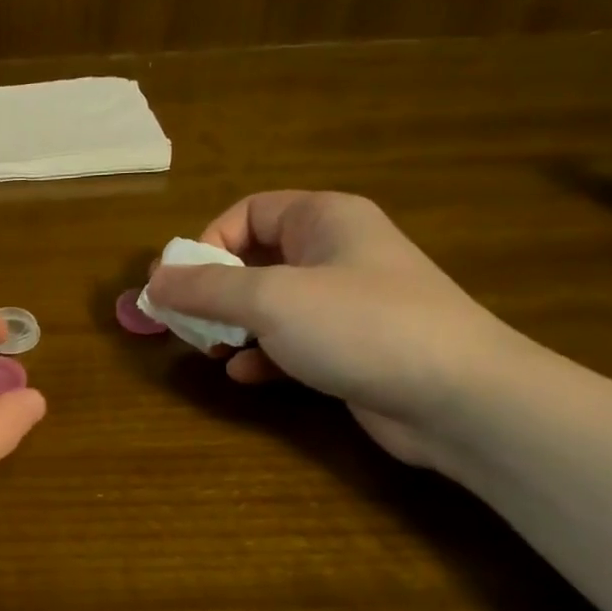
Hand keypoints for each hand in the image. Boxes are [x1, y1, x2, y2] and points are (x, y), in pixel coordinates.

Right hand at [144, 190, 520, 467]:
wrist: (458, 398)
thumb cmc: (360, 326)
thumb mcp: (270, 299)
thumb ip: (206, 288)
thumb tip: (153, 282)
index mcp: (324, 219)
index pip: (248, 213)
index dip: (208, 243)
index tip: (181, 284)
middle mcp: (336, 253)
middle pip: (256, 260)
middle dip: (215, 292)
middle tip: (186, 323)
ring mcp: (347, 304)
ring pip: (271, 306)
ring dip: (234, 326)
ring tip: (211, 350)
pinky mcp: (351, 349)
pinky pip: (292, 342)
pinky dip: (263, 355)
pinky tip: (245, 375)